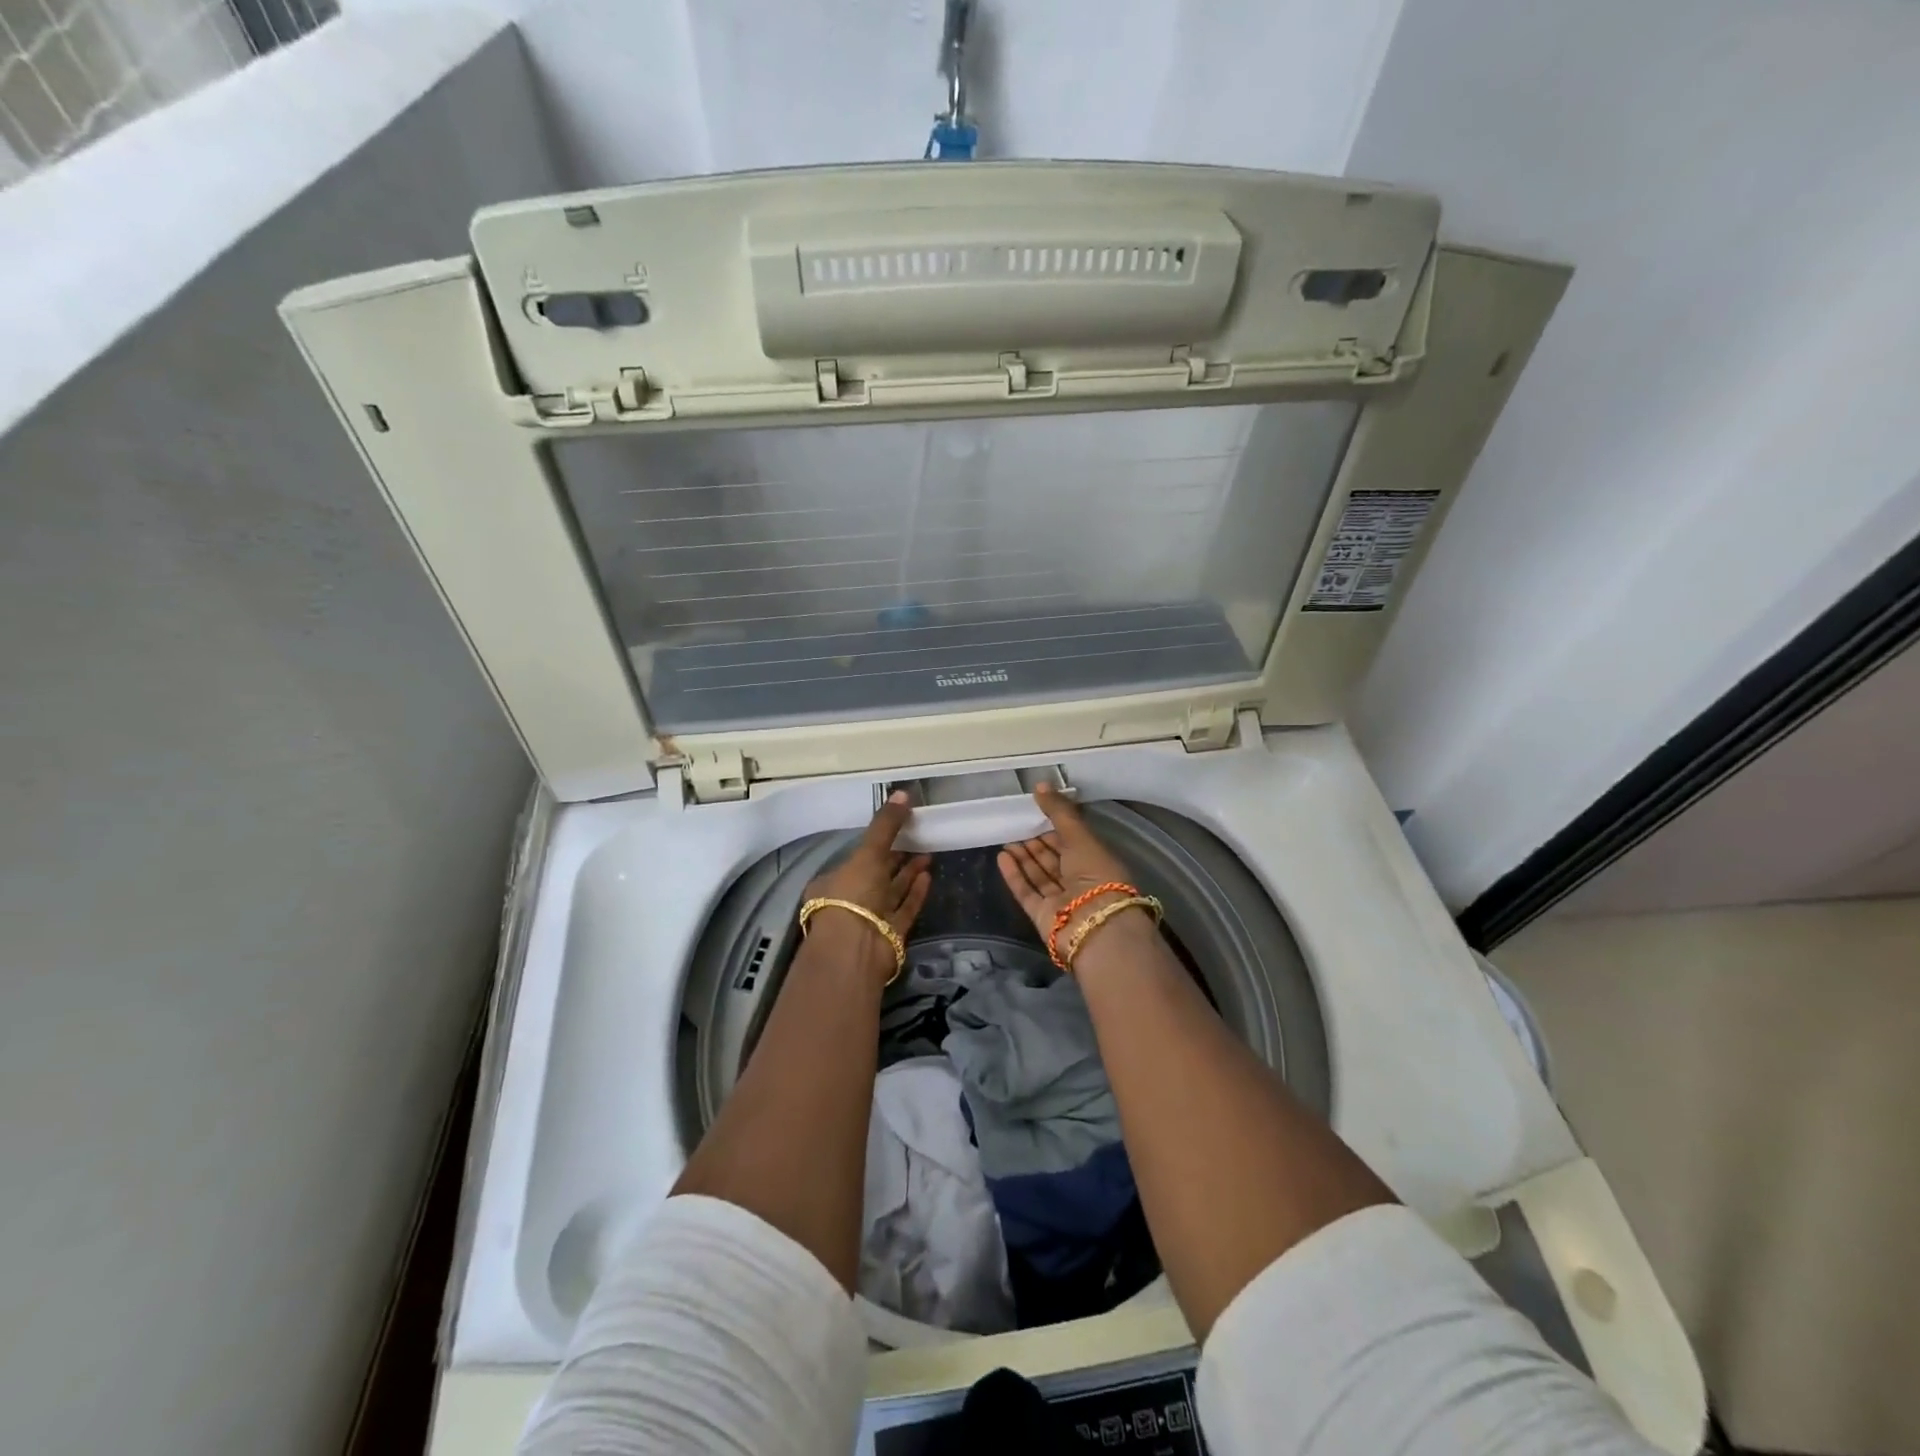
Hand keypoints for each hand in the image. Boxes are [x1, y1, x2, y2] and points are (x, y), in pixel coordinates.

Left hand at [803, 792, 932, 977]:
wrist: (857, 948)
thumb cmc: (853, 894)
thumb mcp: (867, 853)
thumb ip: (885, 825)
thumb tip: (903, 792)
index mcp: (834, 882)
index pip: (857, 858)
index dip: (876, 843)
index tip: (896, 829)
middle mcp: (851, 900)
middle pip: (876, 875)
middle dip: (896, 857)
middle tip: (918, 837)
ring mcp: (871, 919)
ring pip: (892, 891)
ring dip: (909, 873)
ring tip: (928, 853)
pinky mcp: (891, 934)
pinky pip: (905, 909)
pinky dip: (915, 893)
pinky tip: (928, 876)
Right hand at [997, 783, 1150, 961]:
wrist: (1095, 925)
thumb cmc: (1095, 875)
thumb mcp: (1080, 836)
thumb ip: (1059, 812)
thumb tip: (1040, 785)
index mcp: (1097, 862)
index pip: (1073, 841)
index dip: (1055, 827)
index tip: (1036, 811)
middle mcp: (1080, 881)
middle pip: (1055, 859)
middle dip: (1037, 842)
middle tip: (1017, 824)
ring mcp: (1061, 900)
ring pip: (1039, 874)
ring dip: (1023, 857)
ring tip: (1005, 838)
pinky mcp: (1043, 915)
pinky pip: (1027, 891)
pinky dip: (1014, 875)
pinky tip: (1002, 857)